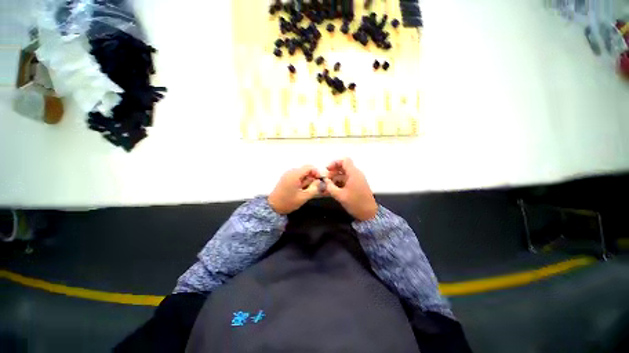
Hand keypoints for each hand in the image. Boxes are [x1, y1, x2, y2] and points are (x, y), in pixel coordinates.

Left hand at [268, 165, 321, 213]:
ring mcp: (288, 174)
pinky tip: (300, 190)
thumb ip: (314, 188)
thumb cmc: (288, 202)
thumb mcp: (303, 197)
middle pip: (306, 170)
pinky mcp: (286, 178)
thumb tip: (319, 181)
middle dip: (311, 178)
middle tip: (313, 188)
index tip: (319, 181)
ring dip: (306, 180)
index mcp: (295, 175)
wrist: (272, 206)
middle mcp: (291, 172)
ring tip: (305, 190)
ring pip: (302, 173)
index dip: (316, 172)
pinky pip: (297, 176)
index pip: (309, 167)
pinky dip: (301, 181)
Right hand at [324, 158, 377, 220]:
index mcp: (353, 174)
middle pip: (343, 167)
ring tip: (328, 185)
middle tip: (326, 179)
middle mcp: (356, 174)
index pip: (344, 160)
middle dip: (333, 171)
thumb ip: (330, 187)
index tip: (327, 170)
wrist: (369, 213)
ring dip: (335, 177)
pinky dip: (340, 182)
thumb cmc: (355, 203)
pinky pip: (347, 180)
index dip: (334, 163)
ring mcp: (357, 180)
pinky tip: (333, 189)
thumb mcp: (340, 195)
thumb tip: (324, 181)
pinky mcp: (357, 185)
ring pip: (344, 174)